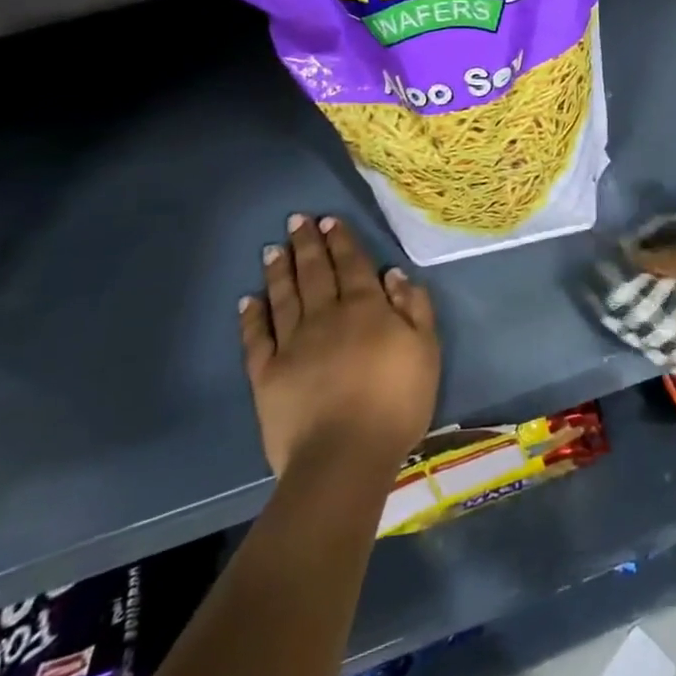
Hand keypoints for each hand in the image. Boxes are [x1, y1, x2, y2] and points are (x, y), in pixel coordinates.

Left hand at [240, 214, 439, 480]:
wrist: (344, 456)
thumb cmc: (396, 402)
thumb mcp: (426, 350)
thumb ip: (413, 308)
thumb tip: (393, 273)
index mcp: (366, 308)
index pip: (352, 265)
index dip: (341, 241)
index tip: (329, 220)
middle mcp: (326, 316)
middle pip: (315, 273)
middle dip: (307, 244)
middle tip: (297, 220)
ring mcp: (292, 344)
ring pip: (284, 296)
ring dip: (279, 270)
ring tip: (273, 248)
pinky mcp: (266, 374)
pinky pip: (257, 337)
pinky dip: (252, 316)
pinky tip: (249, 299)